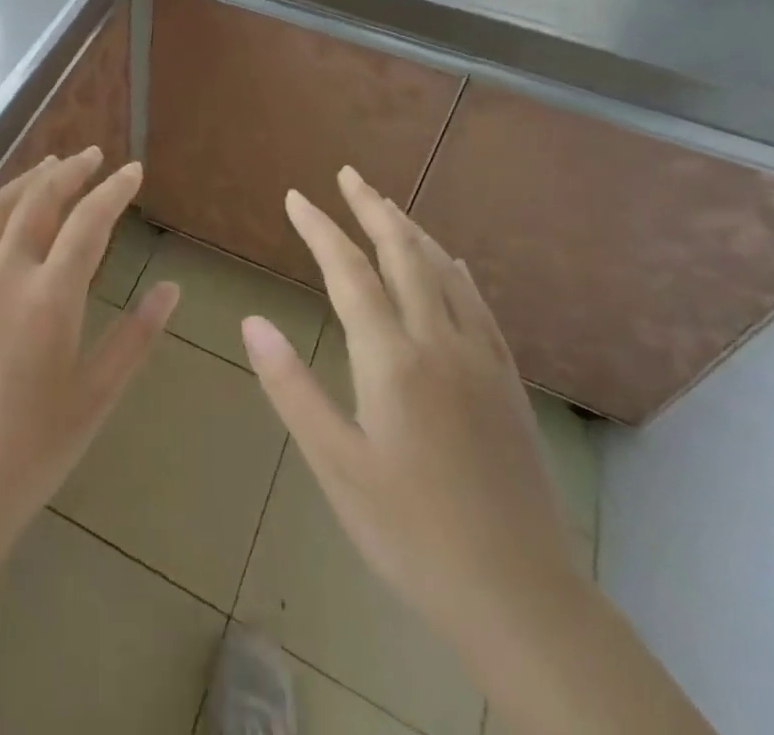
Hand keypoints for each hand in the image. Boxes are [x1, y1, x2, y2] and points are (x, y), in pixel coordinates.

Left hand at [0, 150, 179, 579]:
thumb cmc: (30, 456)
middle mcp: (1, 276)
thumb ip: (136, 337)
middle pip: (38, 202)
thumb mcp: (96, 398)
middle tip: (90, 156)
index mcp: (49, 298)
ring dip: (22, 182)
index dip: (113, 191)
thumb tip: (170, 288)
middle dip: (69, 172)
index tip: (132, 171)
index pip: (88, 223)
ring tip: (45, 166)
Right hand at [240, 166, 580, 653]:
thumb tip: (252, 321)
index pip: (349, 273)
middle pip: (404, 254)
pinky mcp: (507, 382)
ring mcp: (481, 359)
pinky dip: (454, 270)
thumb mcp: (337, 467)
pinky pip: (479, 304)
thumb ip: (292, 388)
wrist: (521, 597)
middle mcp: (440, 342)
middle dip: (372, 209)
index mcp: (393, 359)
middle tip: (348, 175)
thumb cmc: (412, 534)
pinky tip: (450, 263)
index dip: (320, 229)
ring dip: (411, 230)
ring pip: (444, 271)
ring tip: (386, 205)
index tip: (296, 197)